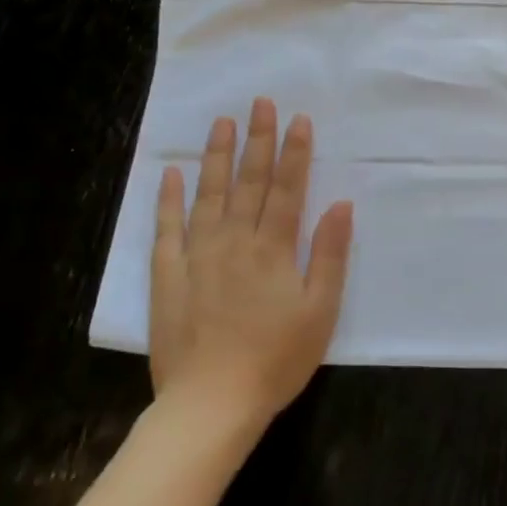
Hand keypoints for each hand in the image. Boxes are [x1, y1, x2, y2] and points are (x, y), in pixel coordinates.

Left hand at [150, 98, 354, 426]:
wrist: (212, 403)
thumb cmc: (277, 359)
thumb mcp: (320, 311)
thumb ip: (328, 254)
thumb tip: (339, 204)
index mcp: (273, 249)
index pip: (287, 189)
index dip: (295, 153)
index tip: (298, 119)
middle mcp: (235, 241)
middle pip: (249, 182)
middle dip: (258, 140)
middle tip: (260, 102)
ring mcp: (197, 255)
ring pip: (209, 195)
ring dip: (217, 156)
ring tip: (222, 122)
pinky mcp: (168, 275)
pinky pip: (167, 228)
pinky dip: (169, 199)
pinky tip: (173, 172)